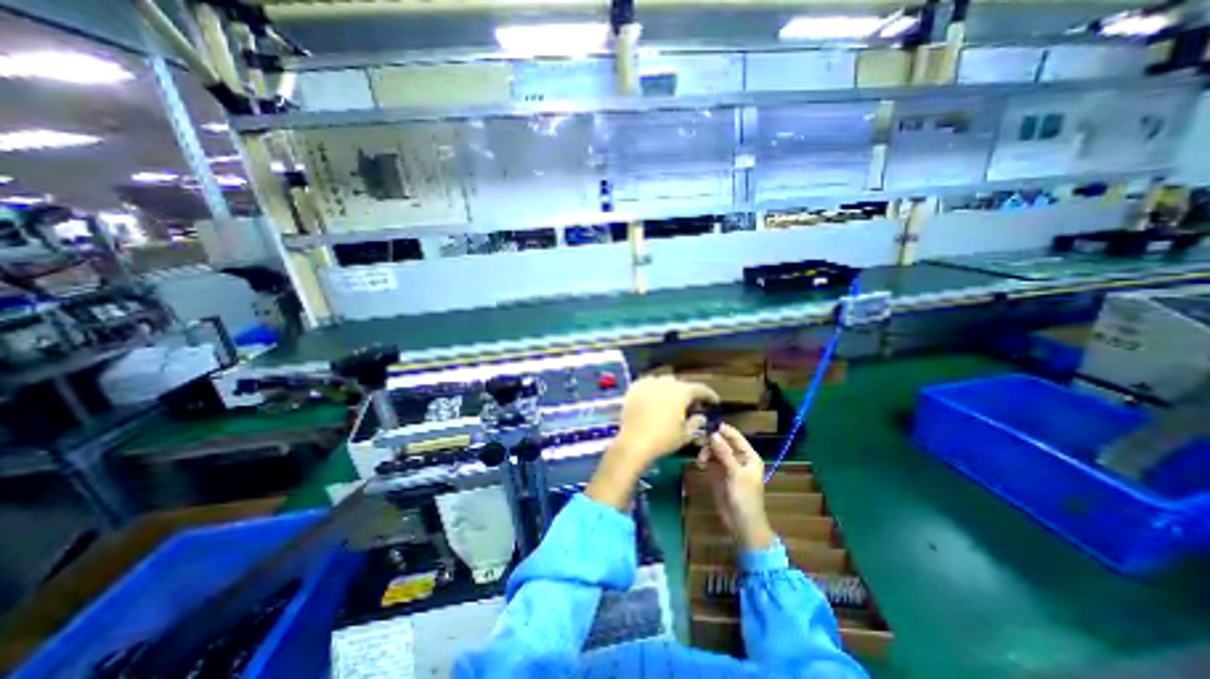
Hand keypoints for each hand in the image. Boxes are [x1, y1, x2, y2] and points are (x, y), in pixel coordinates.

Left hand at [615, 377, 716, 466]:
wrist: (634, 442)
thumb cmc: (664, 439)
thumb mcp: (686, 434)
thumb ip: (696, 422)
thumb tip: (700, 416)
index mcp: (682, 392)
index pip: (700, 388)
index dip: (709, 395)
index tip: (713, 402)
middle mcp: (666, 382)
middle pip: (681, 384)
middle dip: (687, 393)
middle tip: (690, 405)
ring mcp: (648, 383)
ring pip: (663, 382)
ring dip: (669, 390)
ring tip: (670, 402)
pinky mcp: (634, 388)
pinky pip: (647, 384)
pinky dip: (653, 390)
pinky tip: (653, 400)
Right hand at [700, 426, 775, 552]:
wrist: (741, 524)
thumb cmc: (745, 498)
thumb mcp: (735, 474)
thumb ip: (724, 453)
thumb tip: (713, 434)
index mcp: (748, 456)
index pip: (734, 436)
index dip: (722, 429)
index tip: (706, 423)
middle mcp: (738, 457)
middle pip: (722, 441)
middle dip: (710, 440)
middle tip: (697, 439)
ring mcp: (727, 465)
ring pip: (714, 450)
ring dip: (706, 451)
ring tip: (700, 459)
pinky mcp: (717, 473)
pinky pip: (709, 460)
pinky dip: (704, 459)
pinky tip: (700, 463)